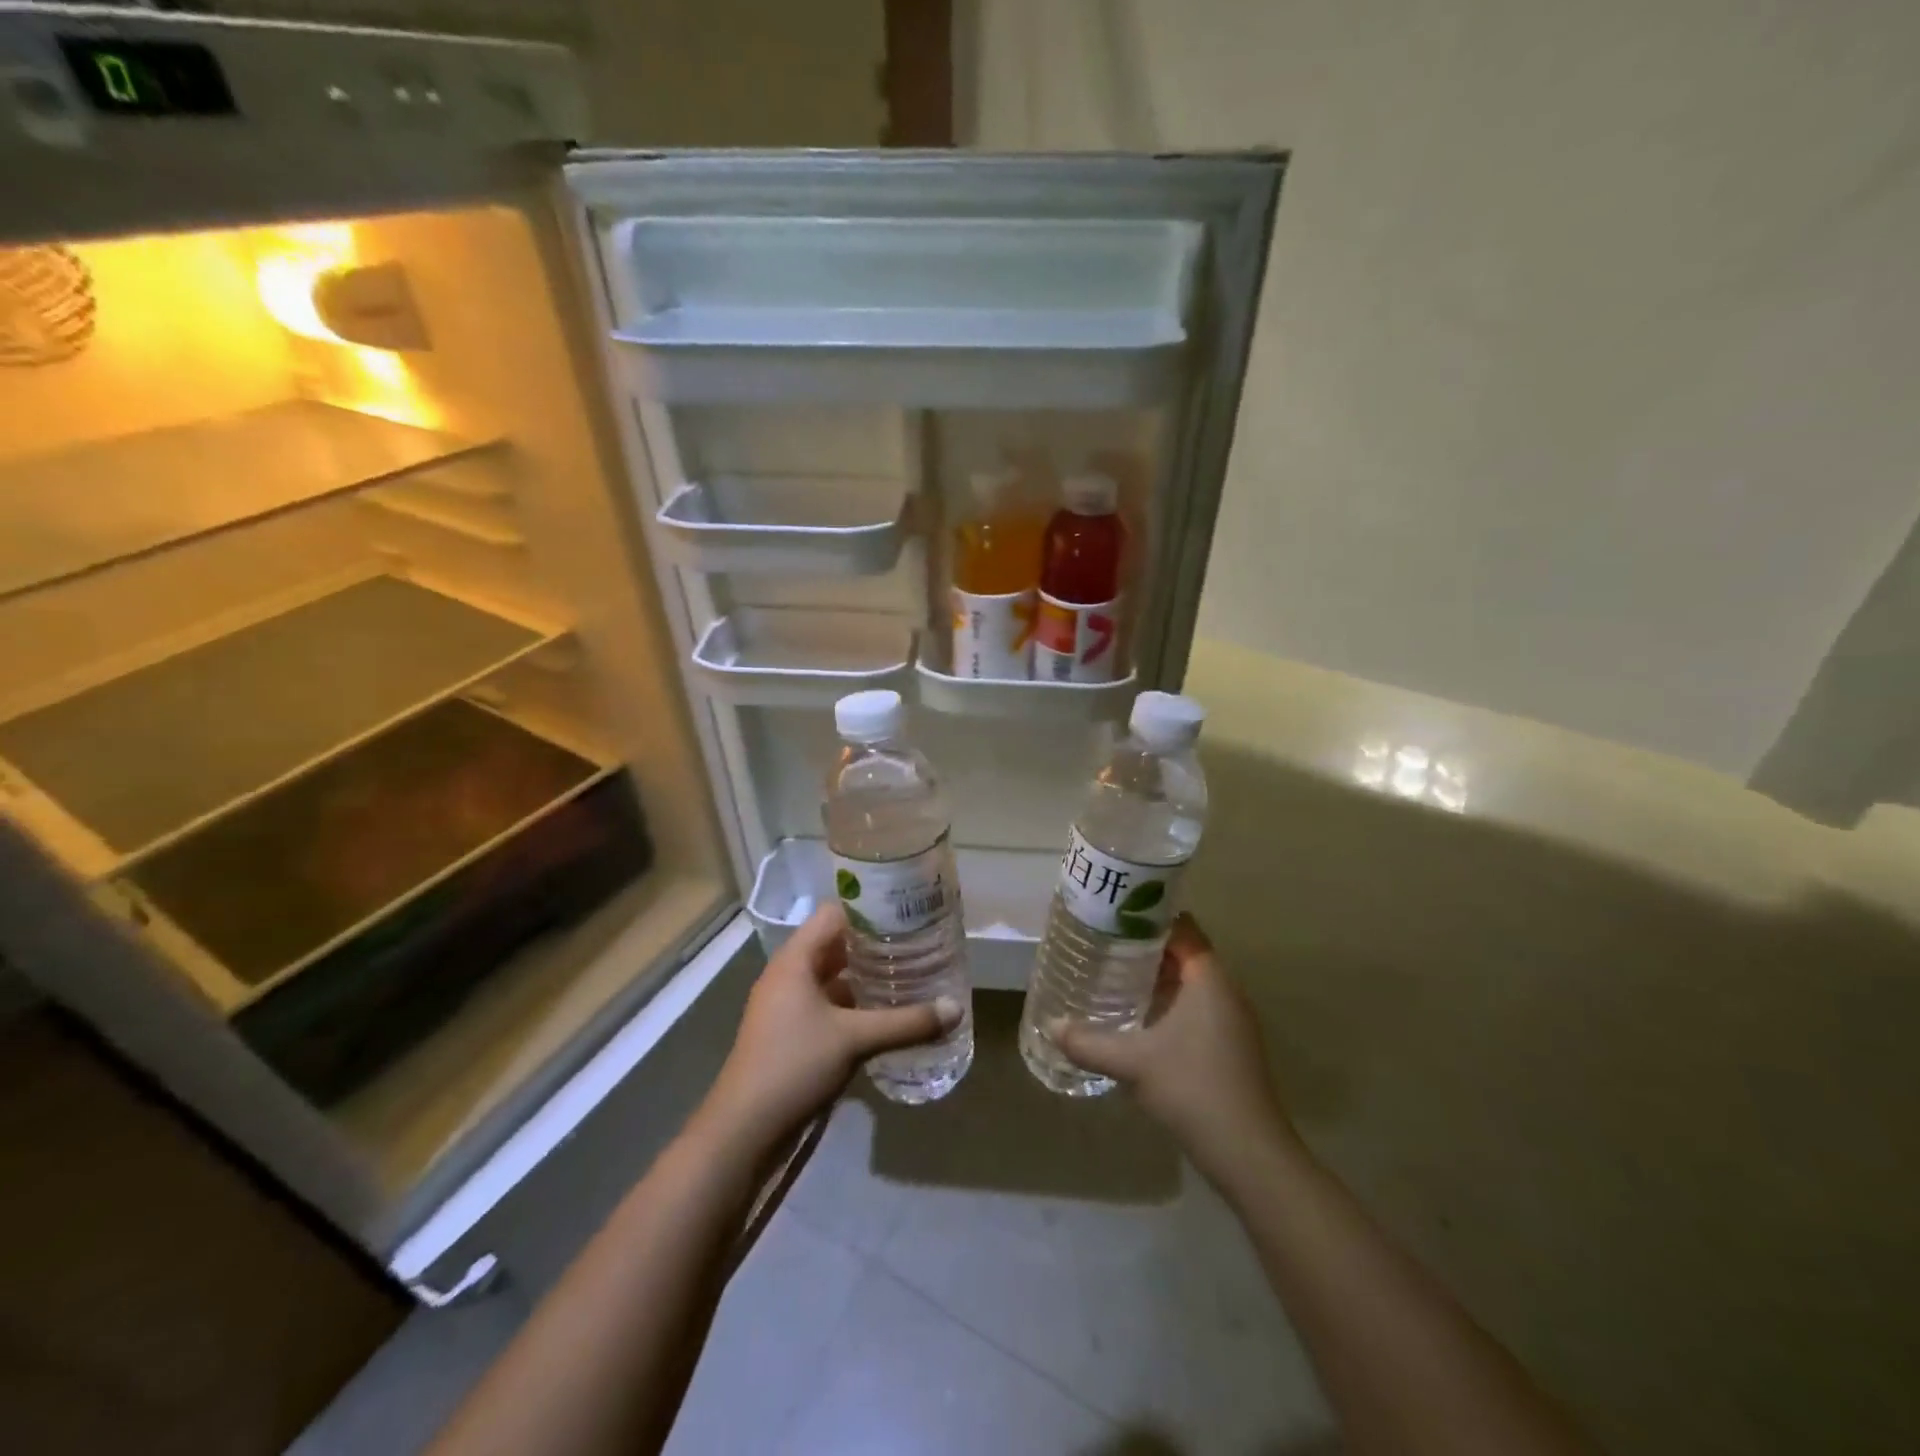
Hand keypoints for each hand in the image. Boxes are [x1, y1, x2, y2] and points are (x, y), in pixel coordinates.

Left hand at [702, 903, 962, 1149]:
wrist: (744, 1131)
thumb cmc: (794, 1066)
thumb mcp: (855, 1039)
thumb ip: (907, 1022)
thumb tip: (955, 1009)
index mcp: (795, 960)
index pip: (835, 914)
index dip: (870, 908)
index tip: (909, 910)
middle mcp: (790, 974)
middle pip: (837, 945)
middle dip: (876, 944)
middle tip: (920, 942)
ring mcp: (789, 1006)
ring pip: (835, 978)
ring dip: (868, 977)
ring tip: (912, 974)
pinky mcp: (793, 1034)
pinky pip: (831, 1006)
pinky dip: (858, 1005)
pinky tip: (889, 1013)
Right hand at [1053, 914, 1295, 1178]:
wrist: (1249, 1154)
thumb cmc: (1193, 1089)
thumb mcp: (1132, 1062)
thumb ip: (1088, 1042)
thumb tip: (1052, 1025)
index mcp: (1209, 979)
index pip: (1181, 927)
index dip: (1147, 917)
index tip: (1111, 915)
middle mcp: (1224, 991)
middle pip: (1183, 952)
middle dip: (1144, 947)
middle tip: (1102, 945)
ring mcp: (1231, 1021)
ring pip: (1189, 983)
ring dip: (1154, 978)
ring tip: (1112, 975)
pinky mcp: (1229, 1046)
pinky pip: (1194, 1008)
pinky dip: (1166, 1003)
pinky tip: (1137, 1019)